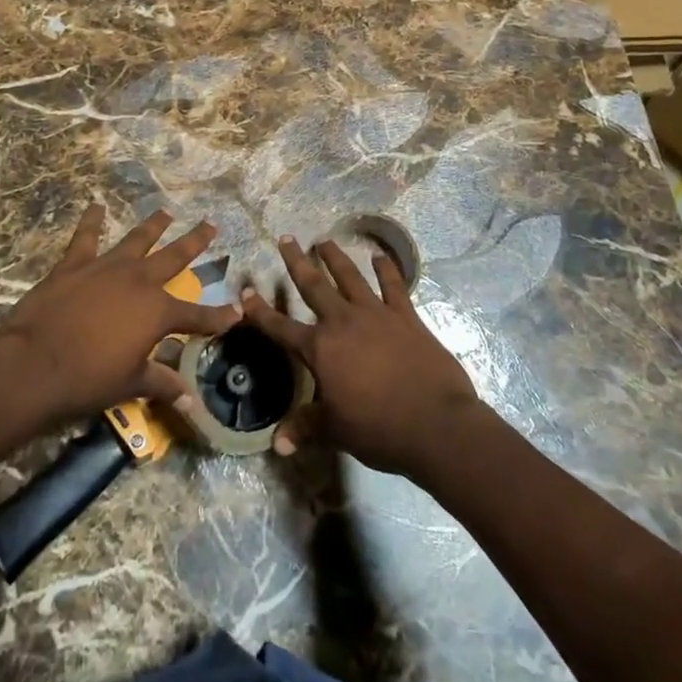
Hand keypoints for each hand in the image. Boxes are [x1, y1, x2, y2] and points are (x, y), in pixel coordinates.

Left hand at [0, 205, 241, 430]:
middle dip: (195, 242)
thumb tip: (189, 400)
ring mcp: (107, 267)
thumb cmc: (87, 380)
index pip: (197, 315)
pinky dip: (90, 221)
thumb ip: (161, 384)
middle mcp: (139, 281)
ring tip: (165, 212)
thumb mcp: (130, 384)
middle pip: (174, 257)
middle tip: (210, 224)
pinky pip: (86, 237)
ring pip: (137, 239)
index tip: (238, 311)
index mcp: (157, 312)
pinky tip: (94, 206)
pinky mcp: (75, 263)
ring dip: (153, 225)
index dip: (219, 315)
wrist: (35, 364)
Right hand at [242, 237, 483, 478]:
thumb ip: (306, 427)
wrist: (435, 423)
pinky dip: (387, 270)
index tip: (246, 290)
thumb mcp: (336, 431)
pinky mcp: (406, 316)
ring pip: (350, 277)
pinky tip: (380, 257)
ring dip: (336, 257)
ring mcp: (376, 314)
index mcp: (320, 349)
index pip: (281, 327)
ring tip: (324, 240)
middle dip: (297, 262)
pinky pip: (394, 286)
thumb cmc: (379, 429)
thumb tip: (278, 443)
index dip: (260, 311)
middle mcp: (343, 322)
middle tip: (286, 238)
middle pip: (314, 286)